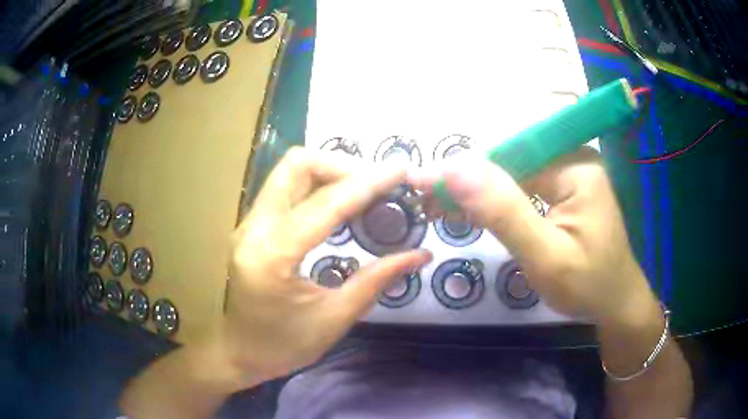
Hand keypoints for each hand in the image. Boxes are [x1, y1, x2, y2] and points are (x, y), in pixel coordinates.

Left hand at [213, 147, 430, 385]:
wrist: (238, 353)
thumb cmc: (283, 345)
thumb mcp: (335, 318)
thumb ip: (377, 280)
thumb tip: (420, 254)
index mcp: (273, 255)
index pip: (326, 203)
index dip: (368, 183)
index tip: (400, 170)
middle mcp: (254, 228)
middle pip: (296, 165)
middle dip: (342, 166)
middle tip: (377, 184)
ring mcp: (249, 224)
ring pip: (289, 172)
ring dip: (329, 172)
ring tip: (364, 191)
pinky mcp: (251, 226)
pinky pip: (285, 189)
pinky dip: (316, 186)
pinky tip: (340, 204)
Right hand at [409, 147, 656, 325]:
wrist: (615, 303)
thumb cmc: (587, 285)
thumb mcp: (546, 256)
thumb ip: (504, 212)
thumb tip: (456, 169)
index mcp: (575, 166)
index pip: (510, 153)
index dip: (465, 167)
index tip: (423, 181)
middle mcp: (572, 159)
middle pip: (510, 158)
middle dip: (468, 178)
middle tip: (427, 199)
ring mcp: (569, 173)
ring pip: (513, 171)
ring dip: (477, 189)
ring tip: (441, 205)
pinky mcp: (564, 189)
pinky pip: (523, 185)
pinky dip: (495, 198)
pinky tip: (472, 209)